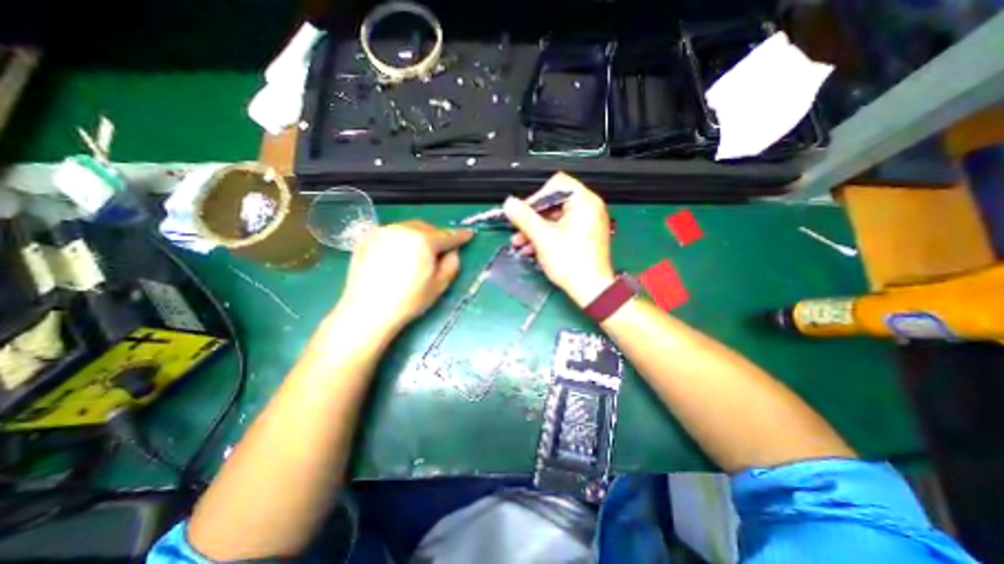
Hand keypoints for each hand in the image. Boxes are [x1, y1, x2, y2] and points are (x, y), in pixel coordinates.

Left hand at [336, 222, 472, 338]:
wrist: (368, 311)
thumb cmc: (408, 300)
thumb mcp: (439, 285)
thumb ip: (452, 264)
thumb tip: (453, 252)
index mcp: (423, 241)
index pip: (447, 235)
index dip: (460, 236)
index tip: (468, 234)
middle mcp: (403, 230)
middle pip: (427, 228)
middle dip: (437, 236)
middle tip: (440, 250)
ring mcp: (383, 232)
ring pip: (409, 228)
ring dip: (418, 236)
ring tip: (418, 254)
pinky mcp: (368, 238)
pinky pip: (392, 233)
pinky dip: (401, 239)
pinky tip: (399, 255)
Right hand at [506, 171, 615, 305]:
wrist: (591, 290)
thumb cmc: (571, 263)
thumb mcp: (542, 238)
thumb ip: (524, 217)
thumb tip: (509, 203)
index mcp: (584, 202)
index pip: (556, 184)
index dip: (536, 197)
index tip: (523, 212)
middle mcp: (589, 208)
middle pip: (554, 202)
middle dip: (532, 218)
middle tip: (518, 230)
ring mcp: (587, 223)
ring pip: (555, 218)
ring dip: (536, 229)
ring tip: (521, 243)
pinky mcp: (584, 236)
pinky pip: (561, 229)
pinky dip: (546, 236)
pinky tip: (532, 248)